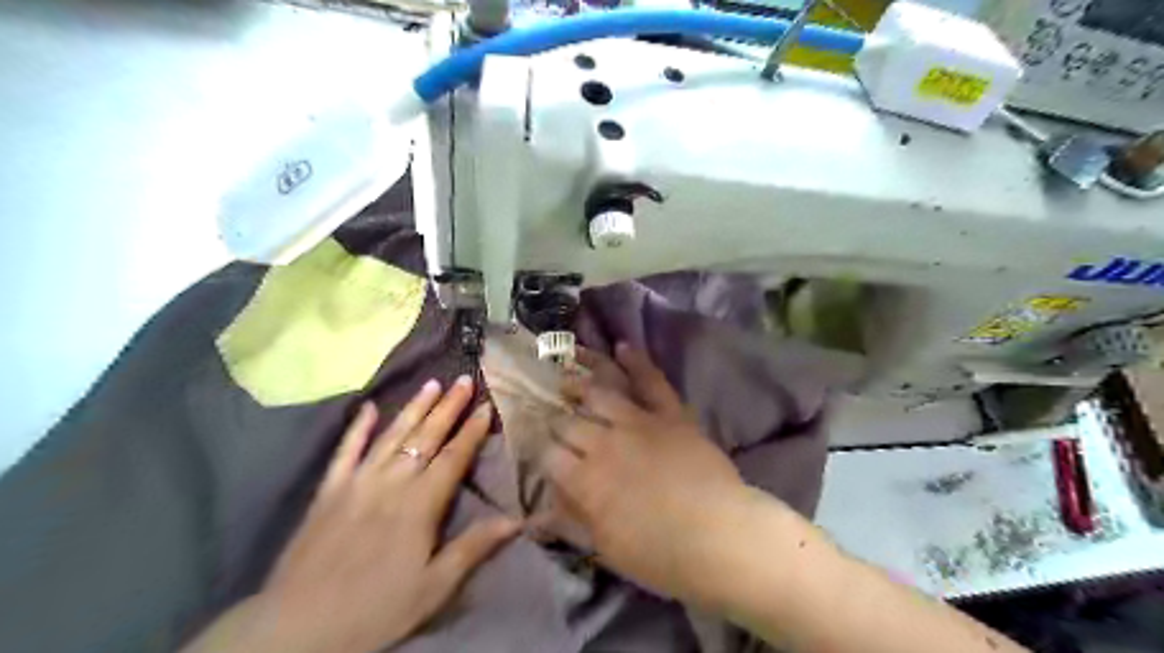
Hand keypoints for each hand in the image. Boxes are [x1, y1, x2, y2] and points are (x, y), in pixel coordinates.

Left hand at [184, 379, 518, 652]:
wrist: (298, 628)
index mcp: (420, 503)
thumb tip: (516, 520)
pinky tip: (368, 407)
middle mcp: (392, 482)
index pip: (454, 457)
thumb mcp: (434, 586)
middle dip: (448, 407)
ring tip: (432, 383)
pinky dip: (358, 428)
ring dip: (414, 407)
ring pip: (392, 435)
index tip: (488, 406)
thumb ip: (474, 546)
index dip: (473, 431)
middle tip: (464, 380)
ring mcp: (357, 482)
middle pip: (426, 437)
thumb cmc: (376, 608)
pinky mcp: (328, 490)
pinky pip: (345, 451)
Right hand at [548, 348, 754, 607]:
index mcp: (584, 480)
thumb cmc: (660, 555)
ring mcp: (638, 423)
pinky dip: (637, 361)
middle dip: (555, 420)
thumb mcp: (606, 548)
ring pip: (600, 393)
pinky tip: (622, 346)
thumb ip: (571, 522)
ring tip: (569, 377)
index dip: (539, 449)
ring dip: (581, 384)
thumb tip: (536, 512)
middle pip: (567, 422)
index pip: (547, 455)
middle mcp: (603, 443)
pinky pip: (651, 382)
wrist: (720, 537)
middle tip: (551, 416)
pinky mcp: (670, 414)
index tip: (536, 446)